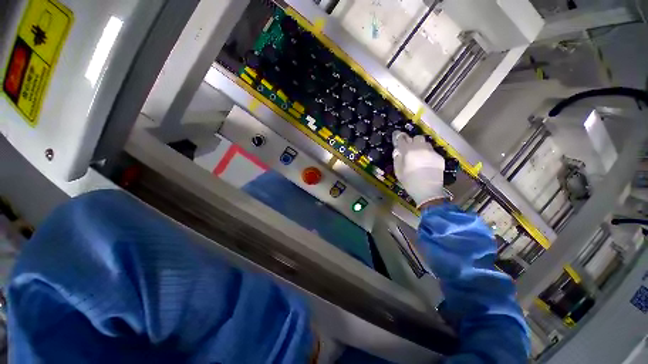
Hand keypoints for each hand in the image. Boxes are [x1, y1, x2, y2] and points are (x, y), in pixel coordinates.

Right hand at [392, 132, 445, 207]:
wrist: (428, 191)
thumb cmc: (409, 182)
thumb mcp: (398, 171)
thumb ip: (397, 158)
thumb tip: (398, 151)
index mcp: (408, 151)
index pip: (402, 138)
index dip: (399, 136)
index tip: (397, 136)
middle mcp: (420, 148)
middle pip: (417, 137)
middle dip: (412, 141)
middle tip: (410, 149)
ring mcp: (431, 152)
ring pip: (426, 143)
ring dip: (421, 147)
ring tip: (419, 156)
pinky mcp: (439, 157)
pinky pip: (432, 151)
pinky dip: (428, 154)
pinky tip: (426, 163)